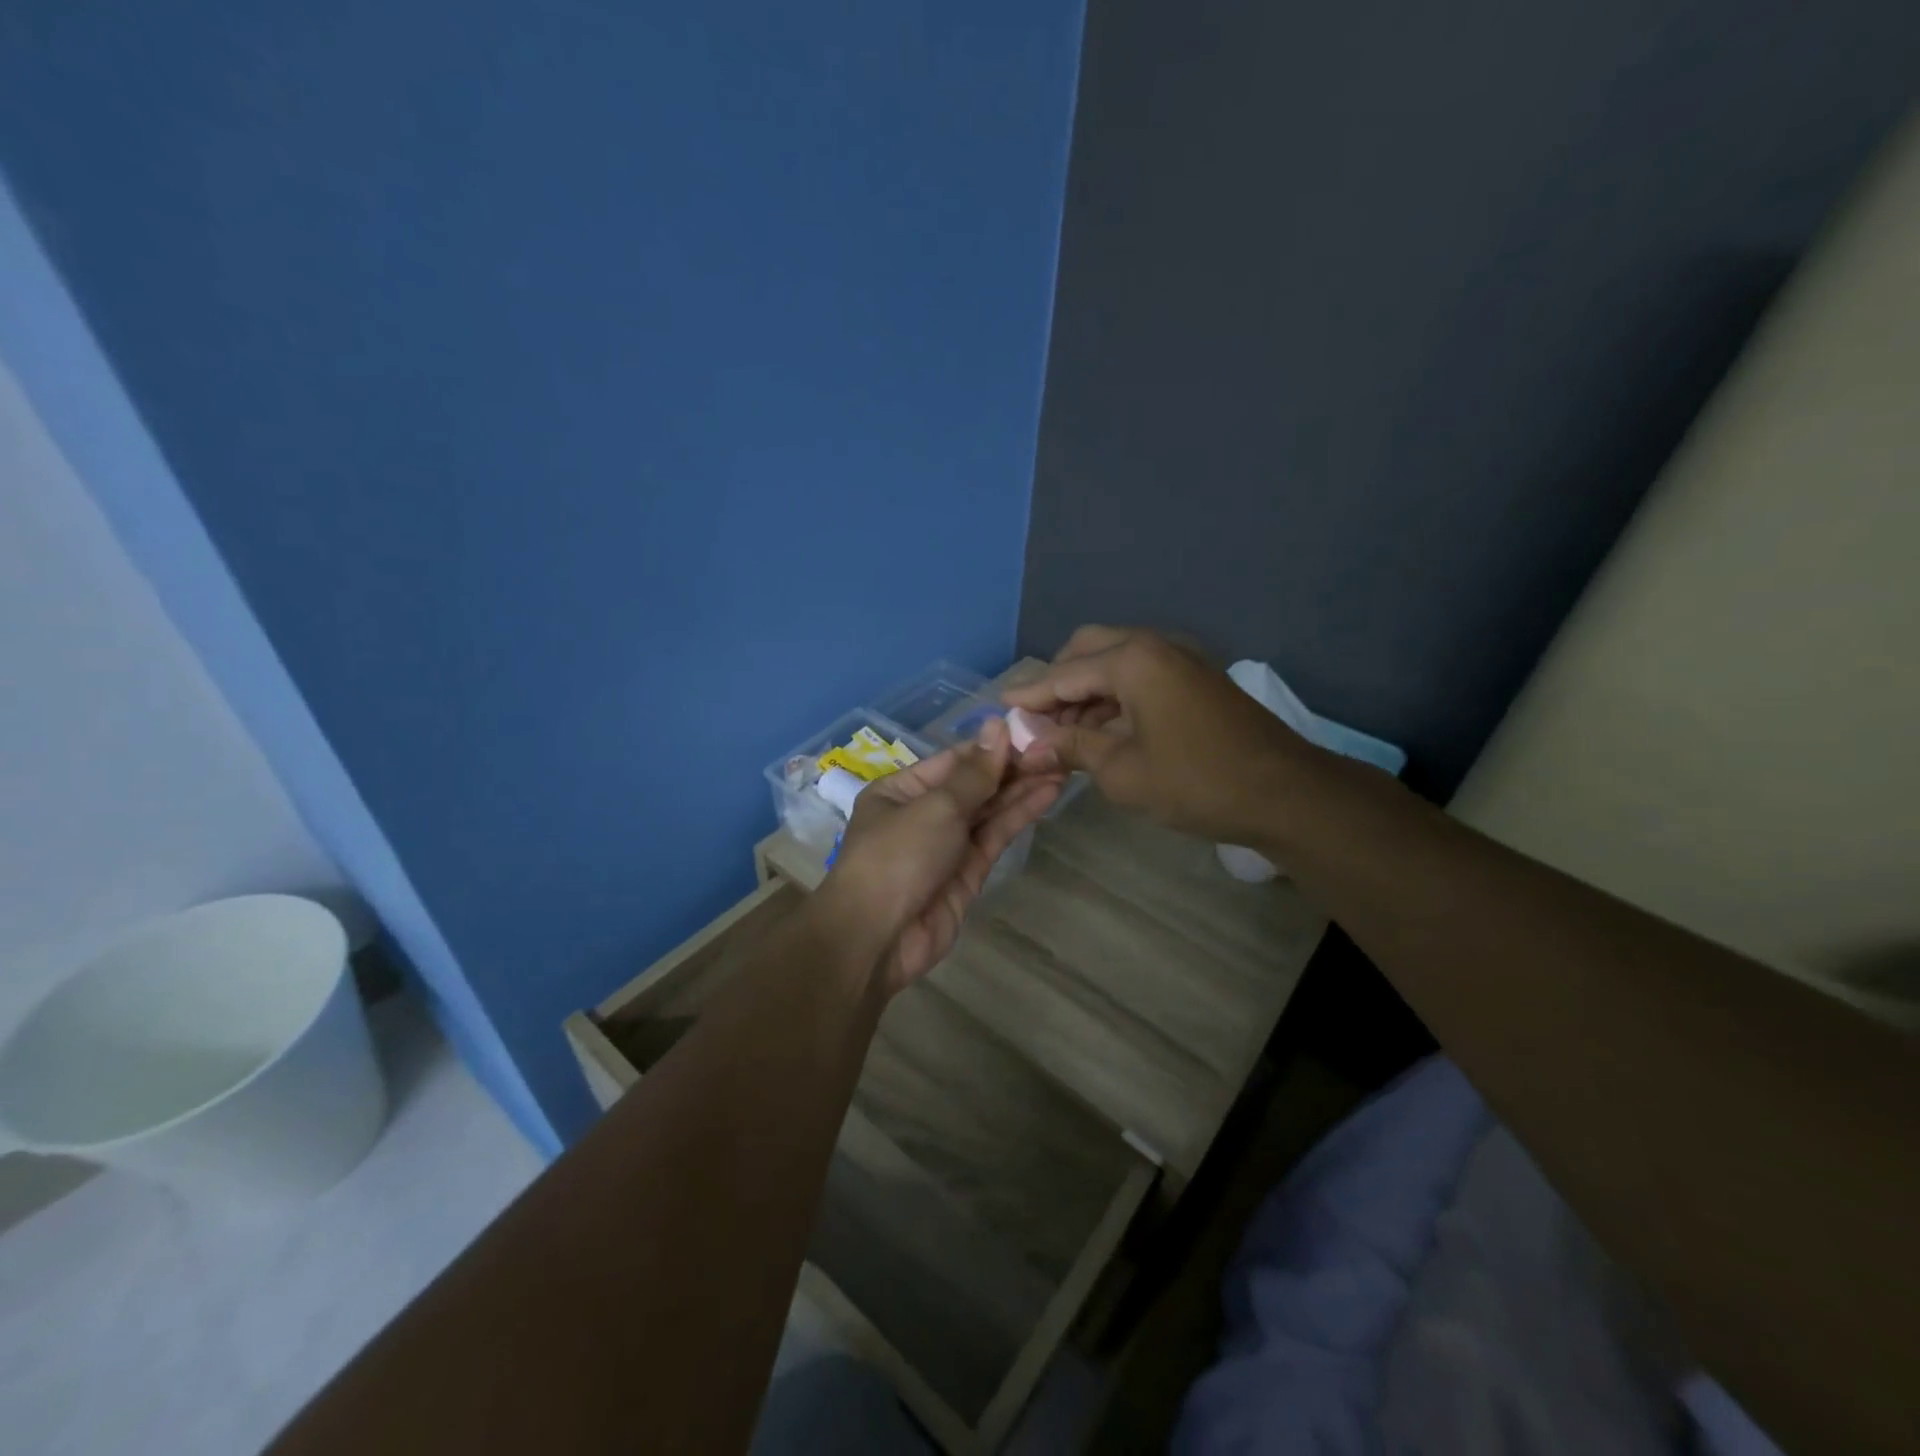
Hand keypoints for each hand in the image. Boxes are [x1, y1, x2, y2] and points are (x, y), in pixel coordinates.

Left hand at [820, 718, 1061, 992]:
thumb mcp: (936, 807)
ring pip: (988, 811)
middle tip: (1057, 749)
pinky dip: (1018, 816)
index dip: (992, 747)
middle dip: (1012, 768)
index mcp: (901, 790)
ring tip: (1062, 765)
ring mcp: (946, 845)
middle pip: (973, 785)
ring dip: (1021, 789)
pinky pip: (994, 837)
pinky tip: (1047, 794)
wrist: (879, 938)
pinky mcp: (967, 873)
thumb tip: (998, 726)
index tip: (1032, 731)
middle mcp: (922, 813)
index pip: (954, 761)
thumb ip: (975, 773)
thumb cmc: (897, 857)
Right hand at [1004, 626, 1320, 844]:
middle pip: (1088, 650)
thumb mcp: (1122, 771)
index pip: (1063, 674)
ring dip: (1086, 690)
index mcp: (1132, 660)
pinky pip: (1140, 674)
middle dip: (1058, 682)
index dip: (1029, 696)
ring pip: (1115, 661)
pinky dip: (1114, 696)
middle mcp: (1154, 645)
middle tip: (1038, 720)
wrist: (1285, 793)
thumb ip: (1071, 748)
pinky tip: (1103, 730)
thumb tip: (1029, 745)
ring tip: (1065, 733)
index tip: (999, 711)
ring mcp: (1179, 658)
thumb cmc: (1196, 782)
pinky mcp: (1195, 677)